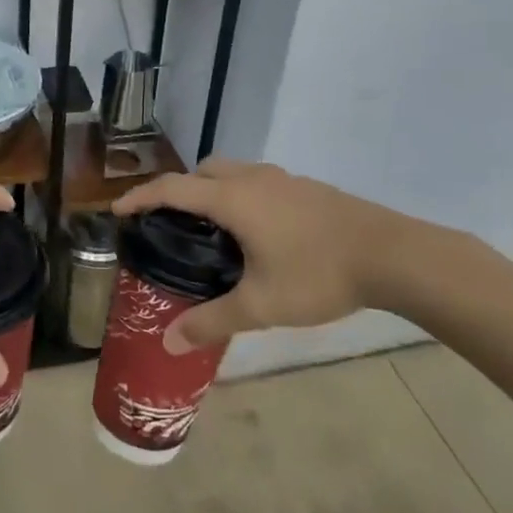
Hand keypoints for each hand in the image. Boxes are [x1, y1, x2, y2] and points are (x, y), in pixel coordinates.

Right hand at [112, 158, 461, 354]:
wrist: (394, 255)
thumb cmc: (319, 274)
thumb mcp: (261, 305)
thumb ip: (212, 321)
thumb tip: (170, 342)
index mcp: (233, 198)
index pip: (172, 187)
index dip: (140, 196)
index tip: (118, 210)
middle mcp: (254, 179)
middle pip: (202, 171)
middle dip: (179, 190)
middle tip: (170, 224)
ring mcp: (284, 180)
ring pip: (233, 173)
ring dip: (212, 190)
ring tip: (211, 231)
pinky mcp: (307, 188)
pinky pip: (257, 182)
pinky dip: (240, 196)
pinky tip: (256, 234)